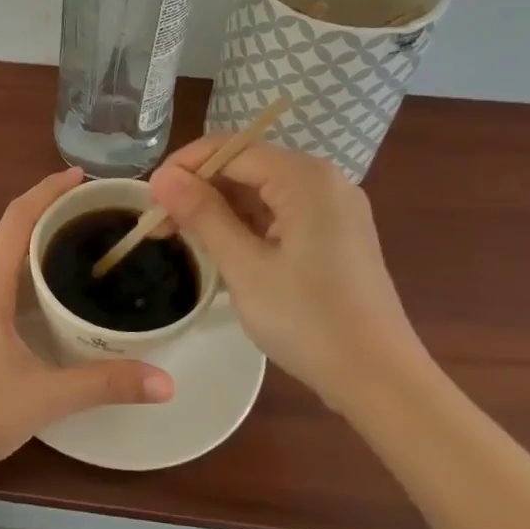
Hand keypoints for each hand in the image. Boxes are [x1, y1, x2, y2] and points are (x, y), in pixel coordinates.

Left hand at [0, 167, 173, 487]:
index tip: (79, 176)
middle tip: (85, 217)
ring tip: (64, 249)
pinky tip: (32, 291)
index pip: (16, 218)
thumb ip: (106, 384)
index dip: (47, 190)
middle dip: (41, 214)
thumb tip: (166, 382)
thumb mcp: (46, 398)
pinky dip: (8, 265)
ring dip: (22, 242)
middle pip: (3, 231)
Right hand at [149, 140, 427, 404]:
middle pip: (246, 165)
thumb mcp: (245, 267)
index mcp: (305, 178)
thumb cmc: (308, 321)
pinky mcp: (336, 232)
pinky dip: (247, 223)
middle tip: (161, 224)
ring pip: (261, 189)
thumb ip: (202, 214)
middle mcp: (324, 179)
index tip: (150, 201)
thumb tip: (161, 177)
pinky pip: (280, 210)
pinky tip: (223, 247)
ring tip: (184, 238)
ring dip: (220, 208)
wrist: (380, 379)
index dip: (184, 168)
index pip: (230, 149)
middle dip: (200, 189)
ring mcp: (334, 206)